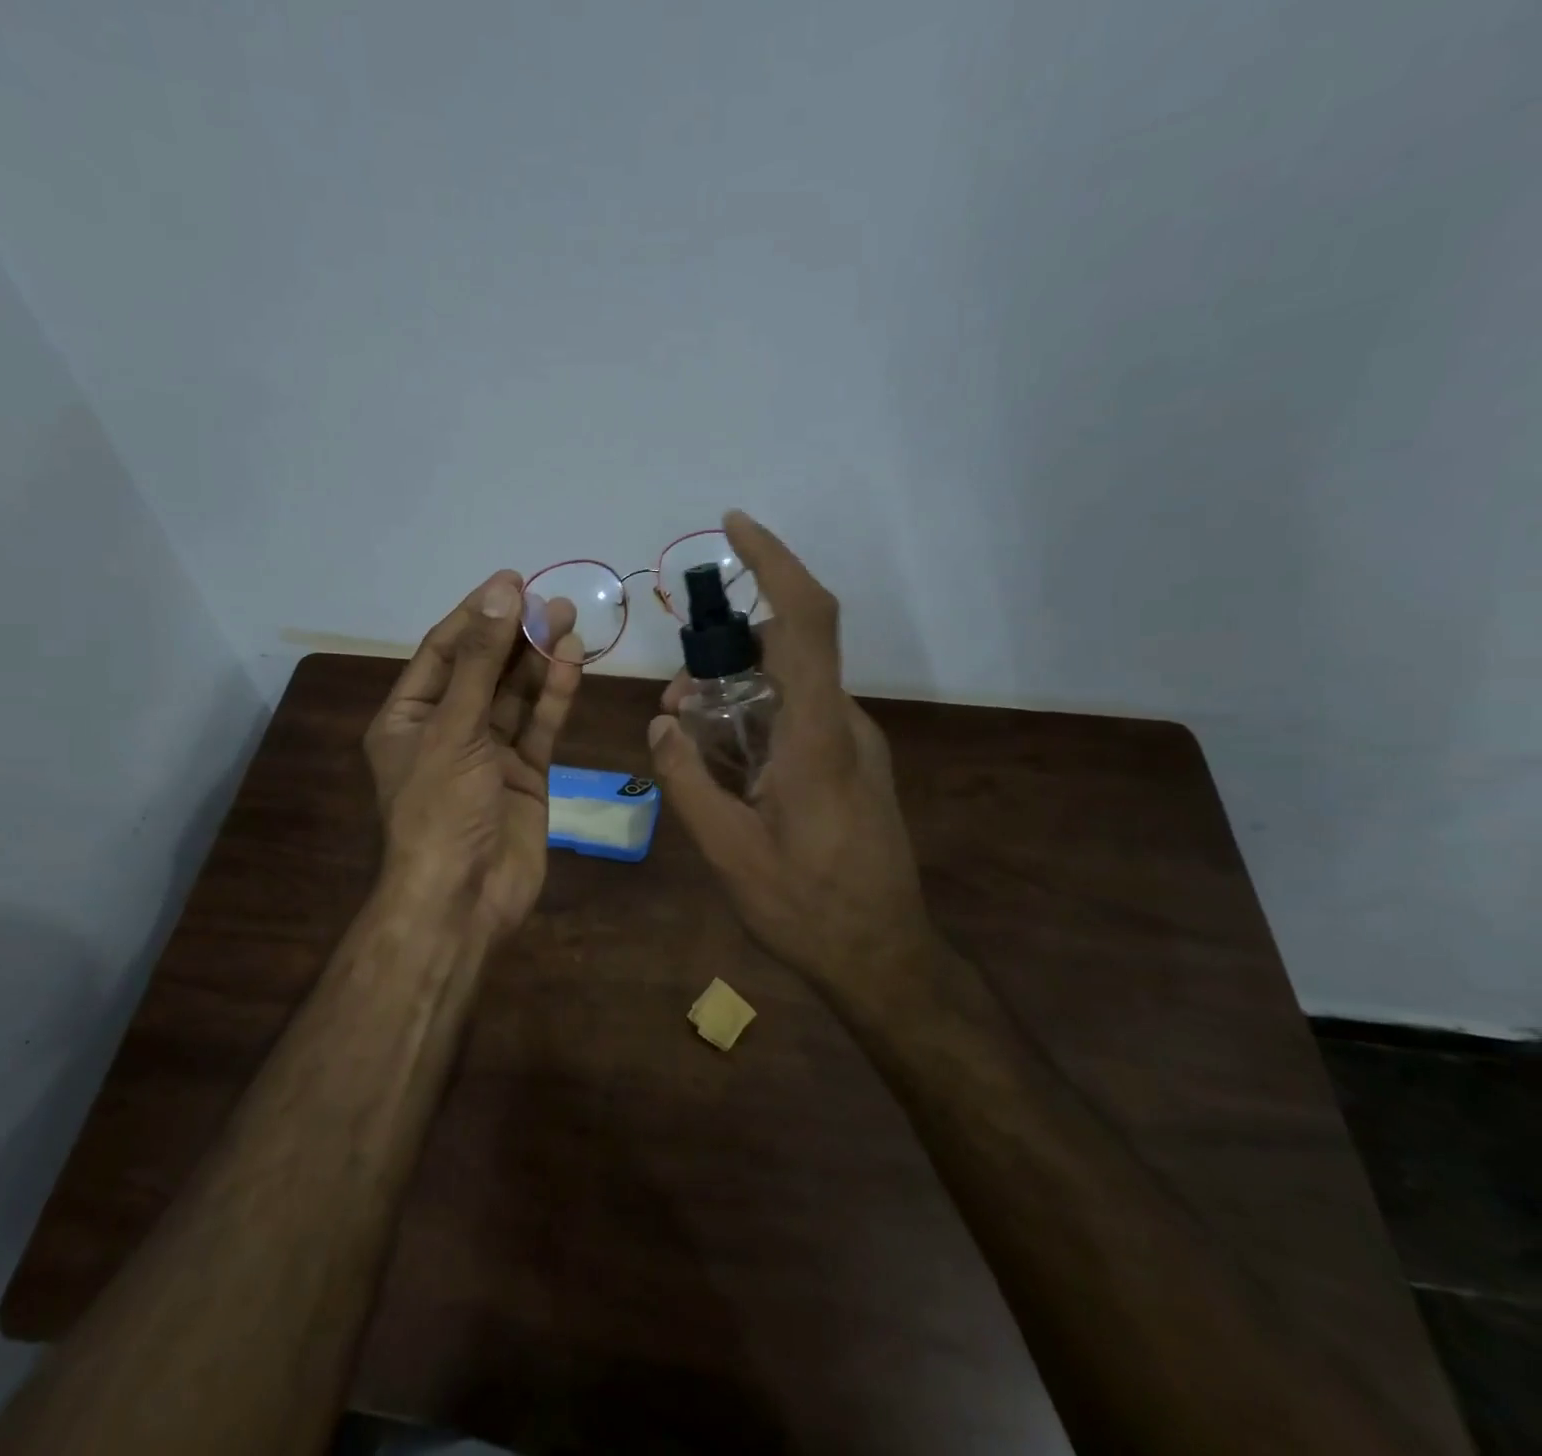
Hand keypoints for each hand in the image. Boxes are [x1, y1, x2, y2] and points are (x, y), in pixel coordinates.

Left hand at [364, 571, 582, 943]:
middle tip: (551, 601)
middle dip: (514, 635)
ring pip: (516, 697)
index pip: (443, 651)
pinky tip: (572, 663)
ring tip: (568, 621)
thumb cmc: (440, 809)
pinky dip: (555, 697)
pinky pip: (539, 727)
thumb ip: (480, 663)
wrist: (463, 898)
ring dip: (539, 661)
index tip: (511, 582)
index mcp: (409, 718)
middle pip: (484, 670)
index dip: (476, 615)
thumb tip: (500, 595)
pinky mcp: (525, 776)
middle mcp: (447, 730)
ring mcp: (488, 754)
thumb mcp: (453, 729)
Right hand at [647, 512, 934, 1014]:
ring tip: (692, 736)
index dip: (775, 562)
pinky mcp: (854, 764)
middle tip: (676, 697)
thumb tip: (661, 723)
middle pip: (789, 649)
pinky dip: (758, 718)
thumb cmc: (806, 907)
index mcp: (816, 738)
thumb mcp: (728, 852)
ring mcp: (855, 745)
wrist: (884, 958)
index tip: (735, 527)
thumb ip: (688, 780)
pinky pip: (801, 717)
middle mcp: (844, 726)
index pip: (805, 622)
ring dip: (738, 691)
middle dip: (727, 650)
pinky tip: (729, 765)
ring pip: (791, 686)